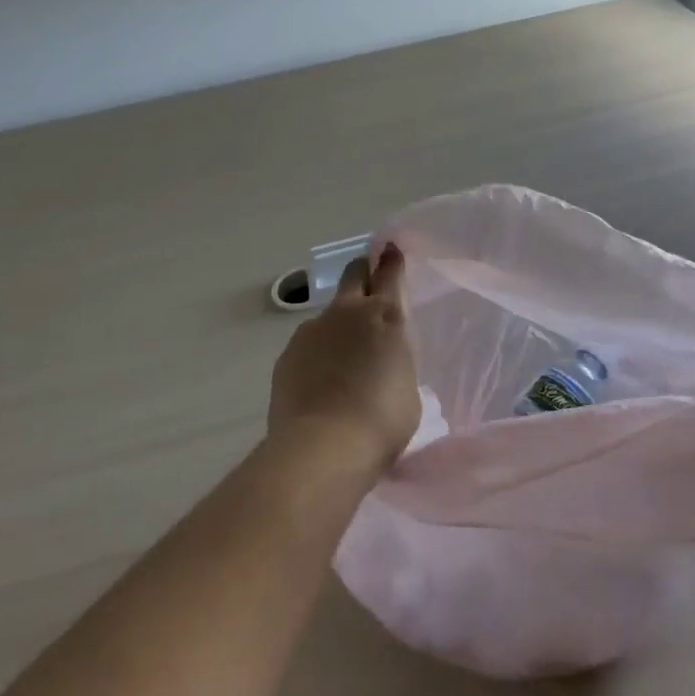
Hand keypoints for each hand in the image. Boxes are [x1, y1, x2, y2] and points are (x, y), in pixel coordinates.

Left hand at [269, 244, 421, 471]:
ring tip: (344, 359)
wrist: (322, 447)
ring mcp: (312, 331)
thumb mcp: (407, 386)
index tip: (391, 249)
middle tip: (369, 282)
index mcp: (386, 315)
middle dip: (363, 273)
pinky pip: (308, 344)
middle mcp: (347, 313)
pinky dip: (318, 353)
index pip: (390, 273)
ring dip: (338, 324)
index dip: (391, 259)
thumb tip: (382, 360)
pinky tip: (321, 381)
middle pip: (353, 275)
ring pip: (329, 314)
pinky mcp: (287, 355)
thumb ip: (395, 359)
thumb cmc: (382, 420)